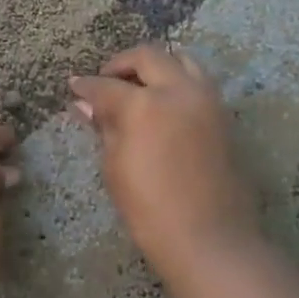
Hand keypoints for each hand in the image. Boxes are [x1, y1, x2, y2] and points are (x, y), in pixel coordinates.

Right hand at [70, 44, 260, 282]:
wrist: (210, 240)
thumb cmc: (149, 208)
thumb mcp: (115, 166)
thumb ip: (104, 127)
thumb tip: (85, 104)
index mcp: (145, 104)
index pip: (106, 85)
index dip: (85, 86)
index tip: (74, 87)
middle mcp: (179, 91)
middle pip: (148, 57)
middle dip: (122, 64)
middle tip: (105, 80)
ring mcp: (207, 101)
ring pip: (182, 61)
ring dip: (157, 67)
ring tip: (139, 87)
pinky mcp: (224, 117)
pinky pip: (198, 84)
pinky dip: (177, 83)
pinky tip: (162, 106)